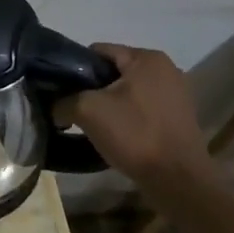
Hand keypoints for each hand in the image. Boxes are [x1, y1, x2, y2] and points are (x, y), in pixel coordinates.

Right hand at [66, 43, 213, 189]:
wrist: (178, 181)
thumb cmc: (135, 135)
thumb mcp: (87, 111)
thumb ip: (63, 101)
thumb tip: (54, 107)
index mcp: (147, 58)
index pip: (98, 51)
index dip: (75, 68)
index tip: (62, 91)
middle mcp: (166, 69)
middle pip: (113, 71)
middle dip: (93, 88)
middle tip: (75, 109)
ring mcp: (176, 94)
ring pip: (127, 92)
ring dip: (109, 104)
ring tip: (93, 124)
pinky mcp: (179, 118)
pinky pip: (142, 109)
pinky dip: (127, 117)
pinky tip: (116, 135)